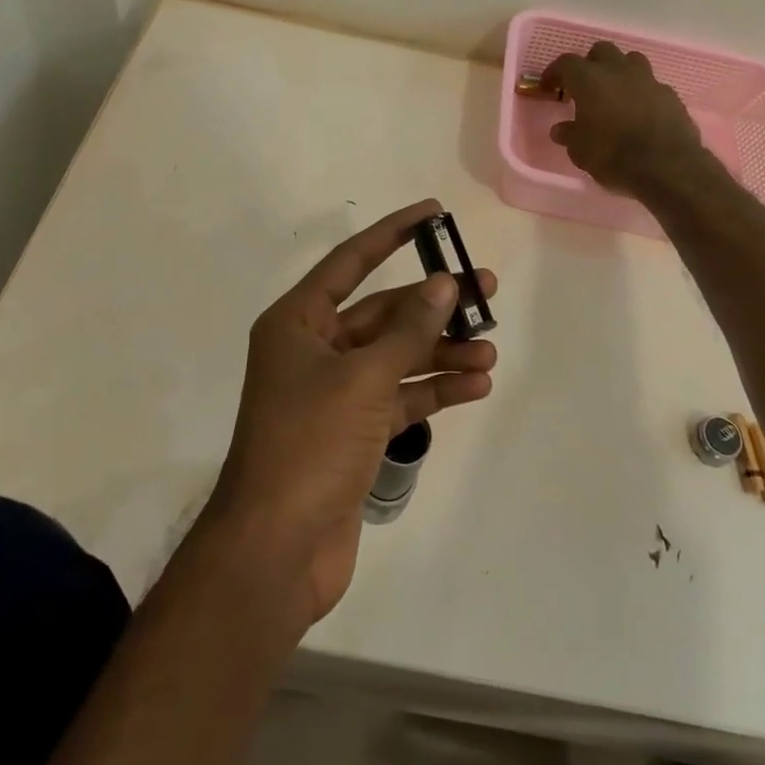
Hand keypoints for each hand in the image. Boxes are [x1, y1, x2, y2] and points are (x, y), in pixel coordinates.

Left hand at [209, 199, 498, 627]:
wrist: (276, 551)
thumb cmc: (309, 445)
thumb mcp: (363, 378)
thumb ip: (408, 330)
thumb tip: (443, 284)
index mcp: (298, 323)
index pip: (351, 261)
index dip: (392, 233)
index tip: (433, 213)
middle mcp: (314, 350)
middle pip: (383, 313)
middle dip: (433, 305)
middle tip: (485, 292)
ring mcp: (334, 394)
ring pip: (396, 356)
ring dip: (440, 352)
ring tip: (488, 348)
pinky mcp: (353, 433)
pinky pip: (399, 397)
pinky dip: (433, 390)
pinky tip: (474, 384)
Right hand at [544, 42, 708, 196]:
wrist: (667, 167)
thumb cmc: (614, 156)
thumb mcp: (580, 151)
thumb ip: (569, 135)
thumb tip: (560, 129)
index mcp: (590, 80)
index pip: (565, 63)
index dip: (554, 73)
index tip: (548, 88)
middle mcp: (619, 71)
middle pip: (601, 51)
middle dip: (590, 64)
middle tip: (583, 87)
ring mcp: (648, 80)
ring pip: (630, 61)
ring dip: (619, 72)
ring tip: (614, 94)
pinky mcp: (670, 95)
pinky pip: (651, 85)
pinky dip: (641, 93)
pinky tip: (639, 113)